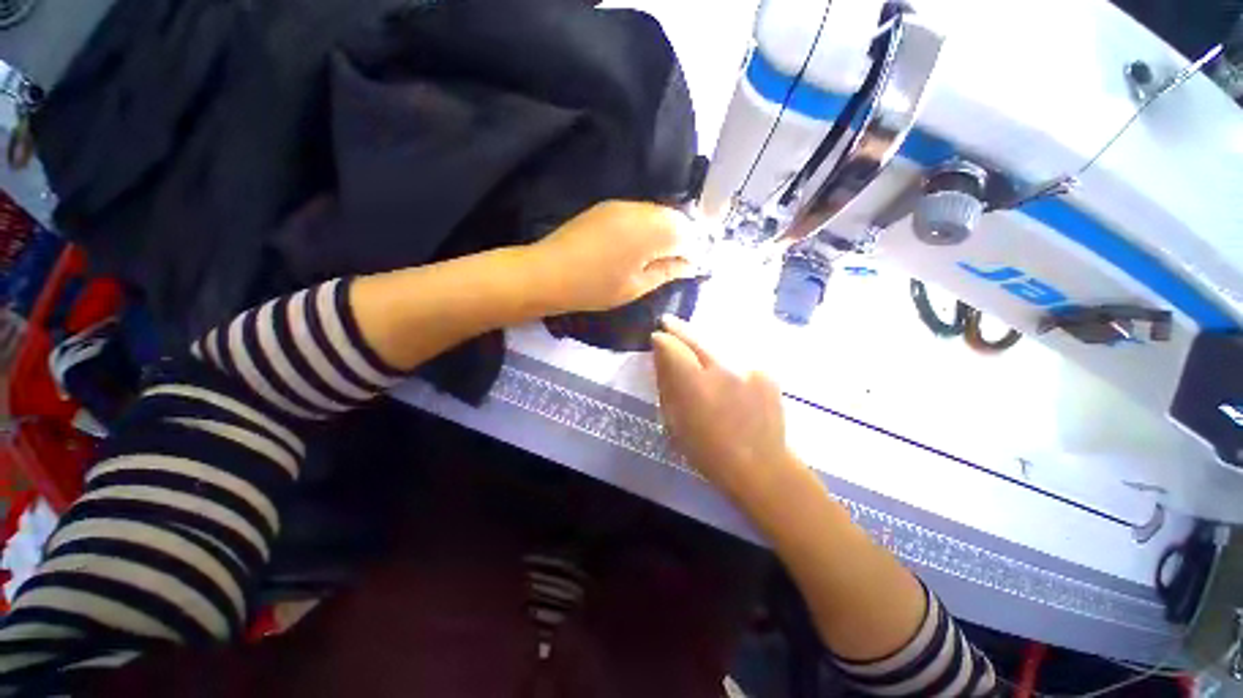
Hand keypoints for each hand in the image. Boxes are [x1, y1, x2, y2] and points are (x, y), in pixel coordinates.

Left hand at [527, 201, 697, 312]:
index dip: (696, 250)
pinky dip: (650, 226)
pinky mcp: (608, 206)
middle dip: (685, 238)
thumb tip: (691, 265)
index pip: (688, 234)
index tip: (696, 267)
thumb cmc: (594, 287)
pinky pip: (640, 212)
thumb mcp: (636, 286)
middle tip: (683, 262)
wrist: (548, 272)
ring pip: (658, 213)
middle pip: (676, 218)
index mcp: (651, 232)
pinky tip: (644, 244)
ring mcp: (622, 205)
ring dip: (668, 231)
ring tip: (665, 255)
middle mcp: (641, 210)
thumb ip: (667, 271)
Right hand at [651, 316, 800, 502]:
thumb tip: (661, 360)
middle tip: (667, 321)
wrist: (760, 466)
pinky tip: (726, 372)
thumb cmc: (708, 451)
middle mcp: (721, 369)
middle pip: (695, 338)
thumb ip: (667, 386)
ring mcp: (747, 368)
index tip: (656, 337)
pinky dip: (728, 361)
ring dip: (703, 342)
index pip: (672, 347)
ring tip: (693, 341)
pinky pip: (738, 358)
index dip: (661, 339)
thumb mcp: (675, 423)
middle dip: (679, 328)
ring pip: (717, 344)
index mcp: (694, 385)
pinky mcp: (765, 373)